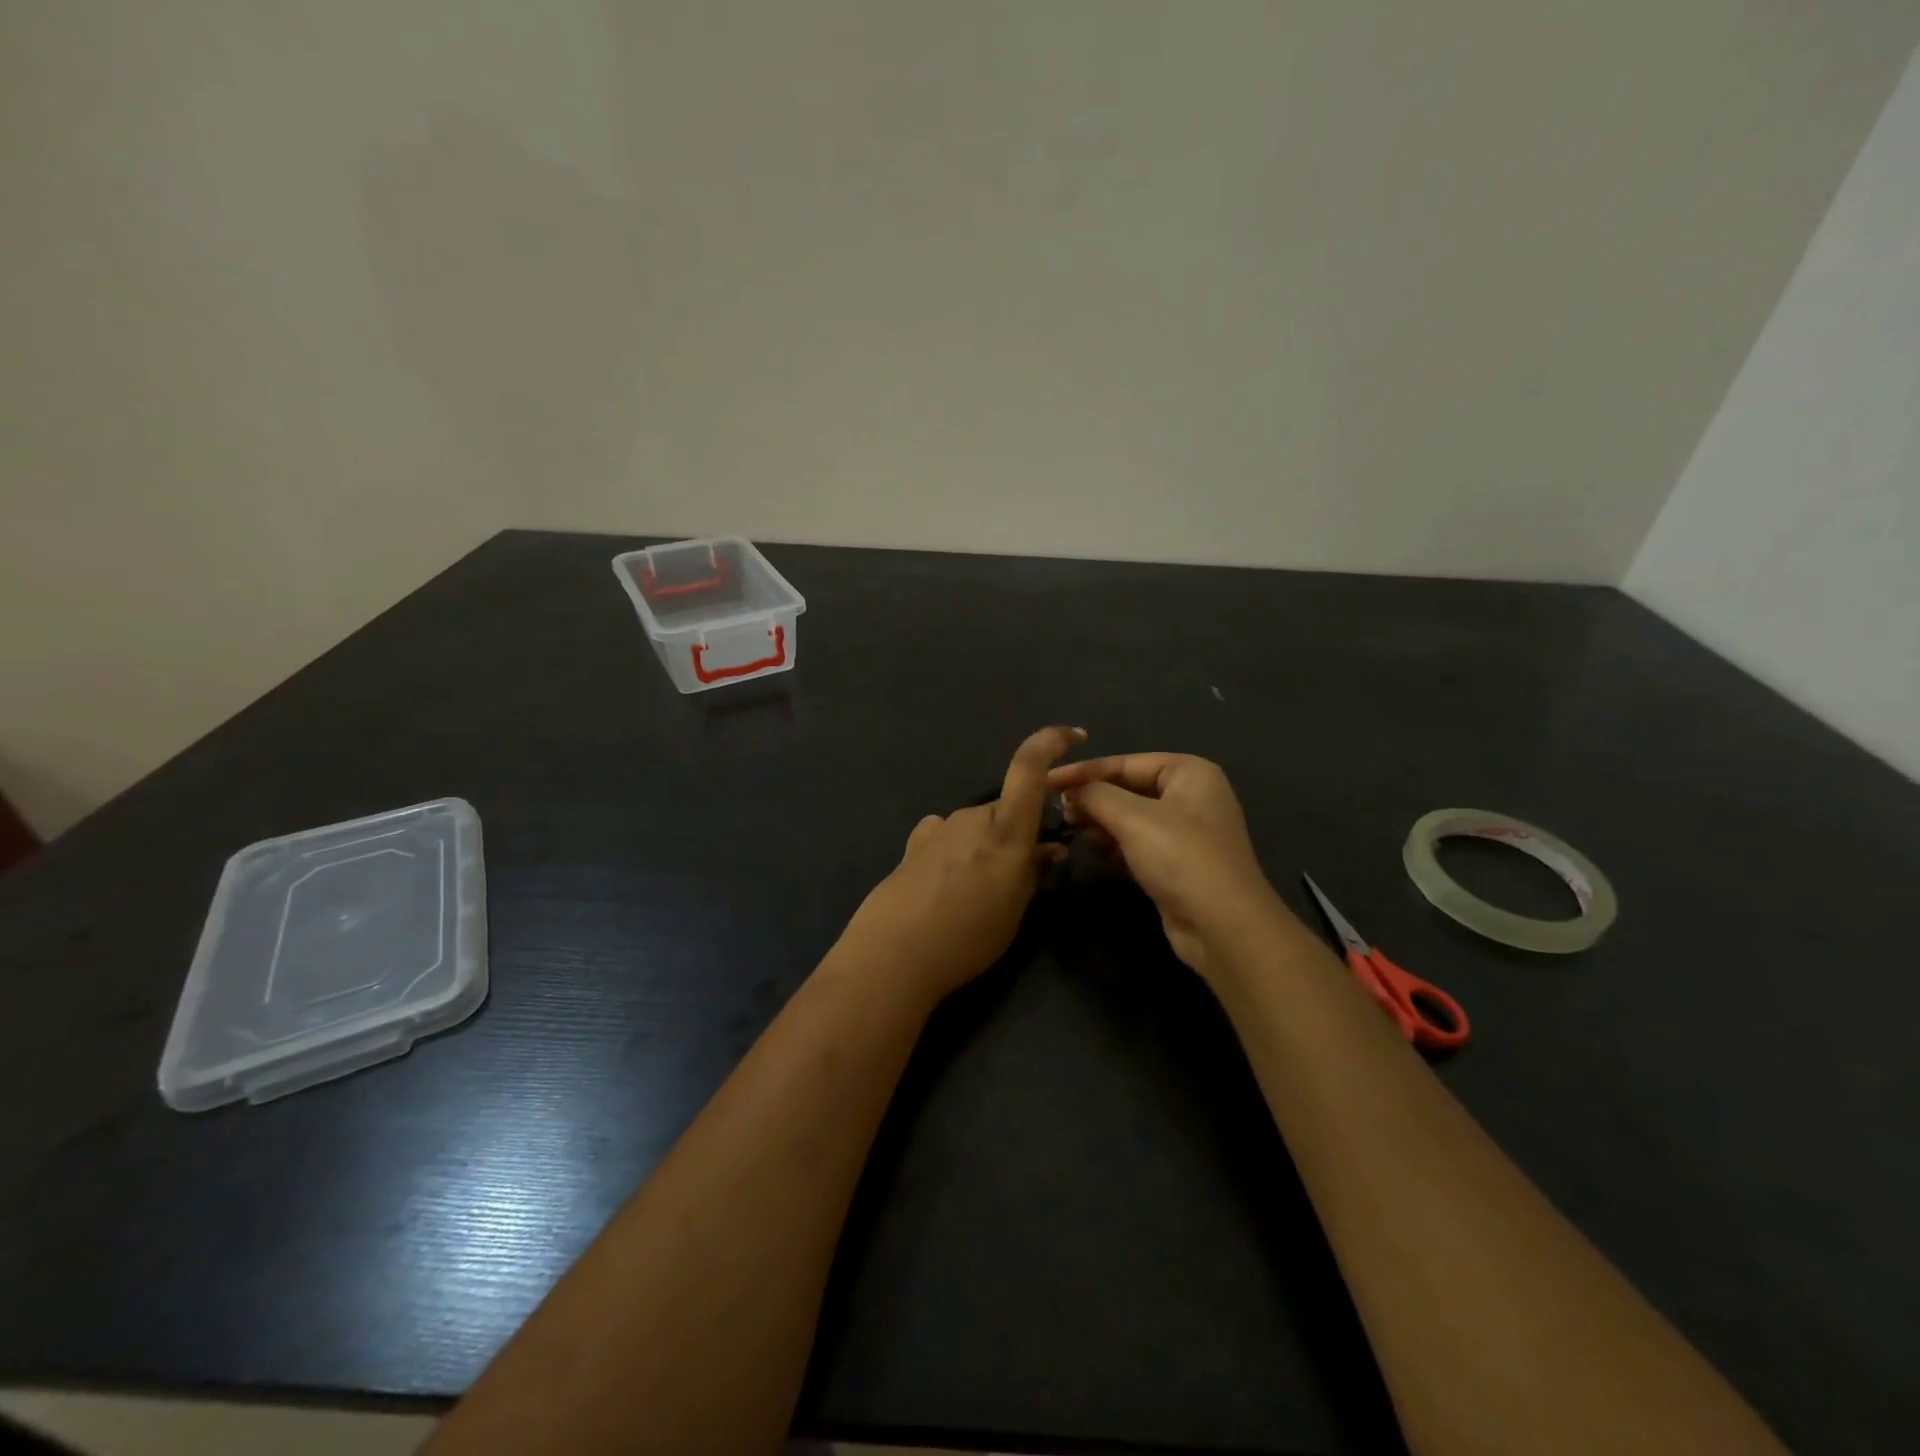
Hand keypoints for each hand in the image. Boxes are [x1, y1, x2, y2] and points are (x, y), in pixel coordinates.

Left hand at [835, 726, 1085, 1001]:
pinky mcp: (915, 844)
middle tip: (1021, 876)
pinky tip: (948, 882)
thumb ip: (1034, 872)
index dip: (1051, 741)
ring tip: (979, 893)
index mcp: (1005, 829)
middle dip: (1019, 832)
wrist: (893, 954)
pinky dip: (958, 850)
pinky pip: (948, 836)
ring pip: (978, 826)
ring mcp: (939, 828)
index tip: (1073, 736)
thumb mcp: (1014, 910)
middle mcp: (972, 817)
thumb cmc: (967, 937)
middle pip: (1007, 809)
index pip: (1029, 767)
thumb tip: (1050, 849)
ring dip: (987, 847)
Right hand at [1048, 752, 1288, 980]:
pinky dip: (1114, 844)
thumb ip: (1095, 795)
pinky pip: (1136, 844)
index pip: (1126, 762)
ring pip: (1130, 818)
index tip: (1048, 781)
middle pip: (1128, 789)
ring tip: (1072, 829)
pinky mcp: (1175, 864)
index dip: (1084, 771)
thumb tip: (1069, 791)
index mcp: (1189, 772)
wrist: (1223, 925)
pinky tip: (1093, 849)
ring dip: (1101, 823)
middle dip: (1093, 799)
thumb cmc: (1181, 857)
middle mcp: (1190, 797)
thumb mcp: (1133, 817)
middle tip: (1058, 810)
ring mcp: (1185, 833)